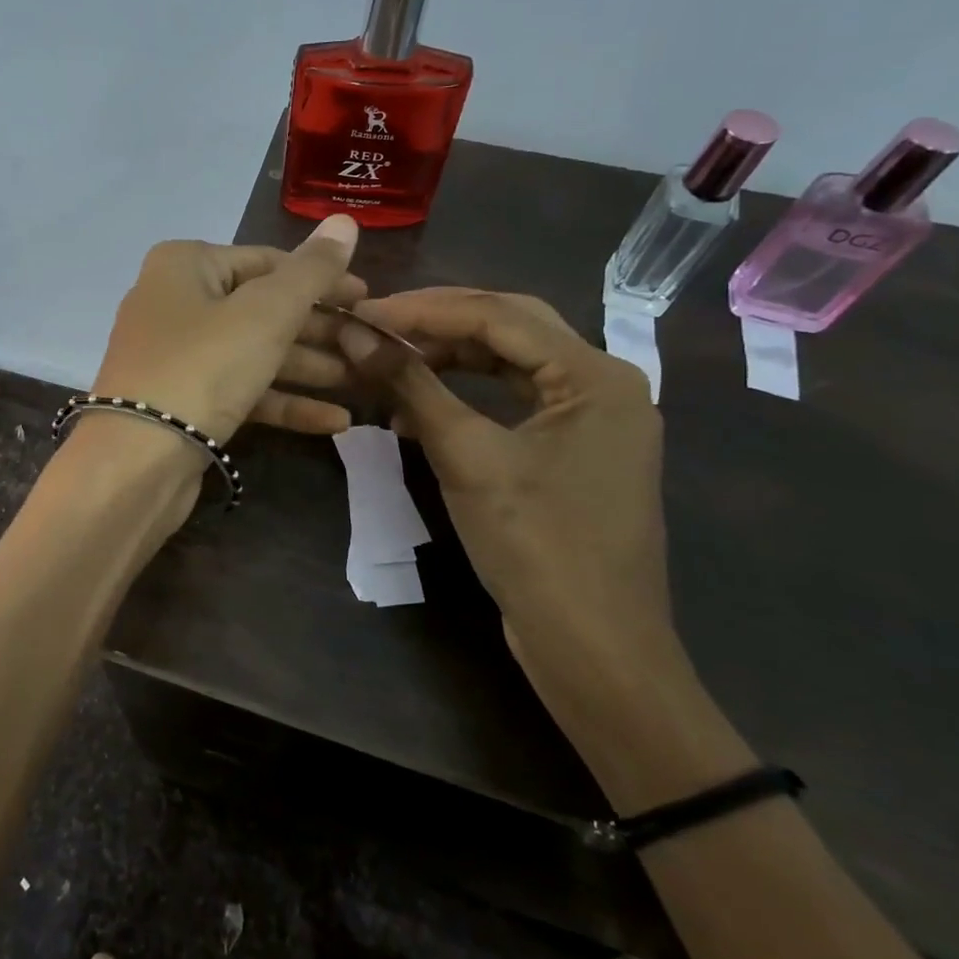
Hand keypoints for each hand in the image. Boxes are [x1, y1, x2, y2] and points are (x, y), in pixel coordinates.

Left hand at [90, 215, 364, 446]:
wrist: (136, 460)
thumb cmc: (203, 366)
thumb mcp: (266, 312)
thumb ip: (311, 271)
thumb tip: (345, 221)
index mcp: (186, 265)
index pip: (268, 261)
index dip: (322, 279)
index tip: (368, 299)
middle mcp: (176, 302)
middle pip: (262, 309)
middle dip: (318, 330)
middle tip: (369, 345)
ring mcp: (176, 356)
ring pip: (254, 353)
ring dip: (308, 367)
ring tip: (362, 381)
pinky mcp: (183, 402)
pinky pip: (241, 391)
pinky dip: (283, 402)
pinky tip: (335, 421)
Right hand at [341, 287, 684, 714]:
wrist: (593, 648)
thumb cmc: (536, 545)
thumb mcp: (467, 457)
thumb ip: (411, 385)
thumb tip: (354, 331)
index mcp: (596, 375)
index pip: (497, 315)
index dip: (422, 309)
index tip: (361, 311)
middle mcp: (604, 384)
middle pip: (510, 327)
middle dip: (439, 321)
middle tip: (376, 322)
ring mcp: (592, 419)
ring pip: (511, 362)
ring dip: (450, 356)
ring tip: (390, 357)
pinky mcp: (574, 450)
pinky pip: (514, 399)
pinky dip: (466, 394)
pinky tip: (419, 403)